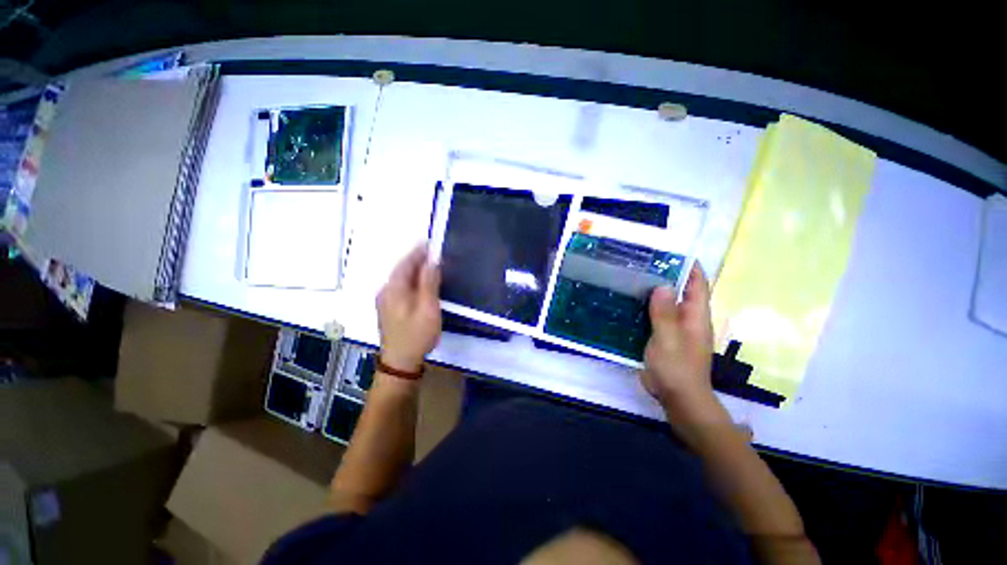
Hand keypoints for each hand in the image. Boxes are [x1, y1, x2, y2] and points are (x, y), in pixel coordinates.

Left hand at [376, 245, 441, 371]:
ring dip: (415, 269)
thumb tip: (432, 261)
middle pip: (402, 269)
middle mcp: (386, 291)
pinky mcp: (389, 308)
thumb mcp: (428, 308)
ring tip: (430, 264)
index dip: (418, 252)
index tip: (430, 242)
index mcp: (394, 289)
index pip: (406, 263)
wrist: (400, 362)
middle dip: (417, 259)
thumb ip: (429, 283)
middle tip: (433, 252)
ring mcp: (385, 300)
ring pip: (401, 278)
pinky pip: (401, 287)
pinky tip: (421, 282)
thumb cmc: (417, 334)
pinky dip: (412, 280)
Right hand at [641, 264, 715, 408]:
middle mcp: (688, 319)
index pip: (698, 285)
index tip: (672, 252)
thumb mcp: (668, 339)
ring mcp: (676, 330)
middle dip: (667, 276)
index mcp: (695, 316)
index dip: (690, 267)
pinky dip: (646, 308)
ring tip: (633, 278)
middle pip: (681, 292)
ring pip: (667, 304)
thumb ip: (665, 313)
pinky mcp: (665, 339)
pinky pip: (656, 317)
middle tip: (644, 263)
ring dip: (654, 292)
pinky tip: (630, 304)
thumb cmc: (677, 368)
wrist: (678, 398)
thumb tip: (663, 285)